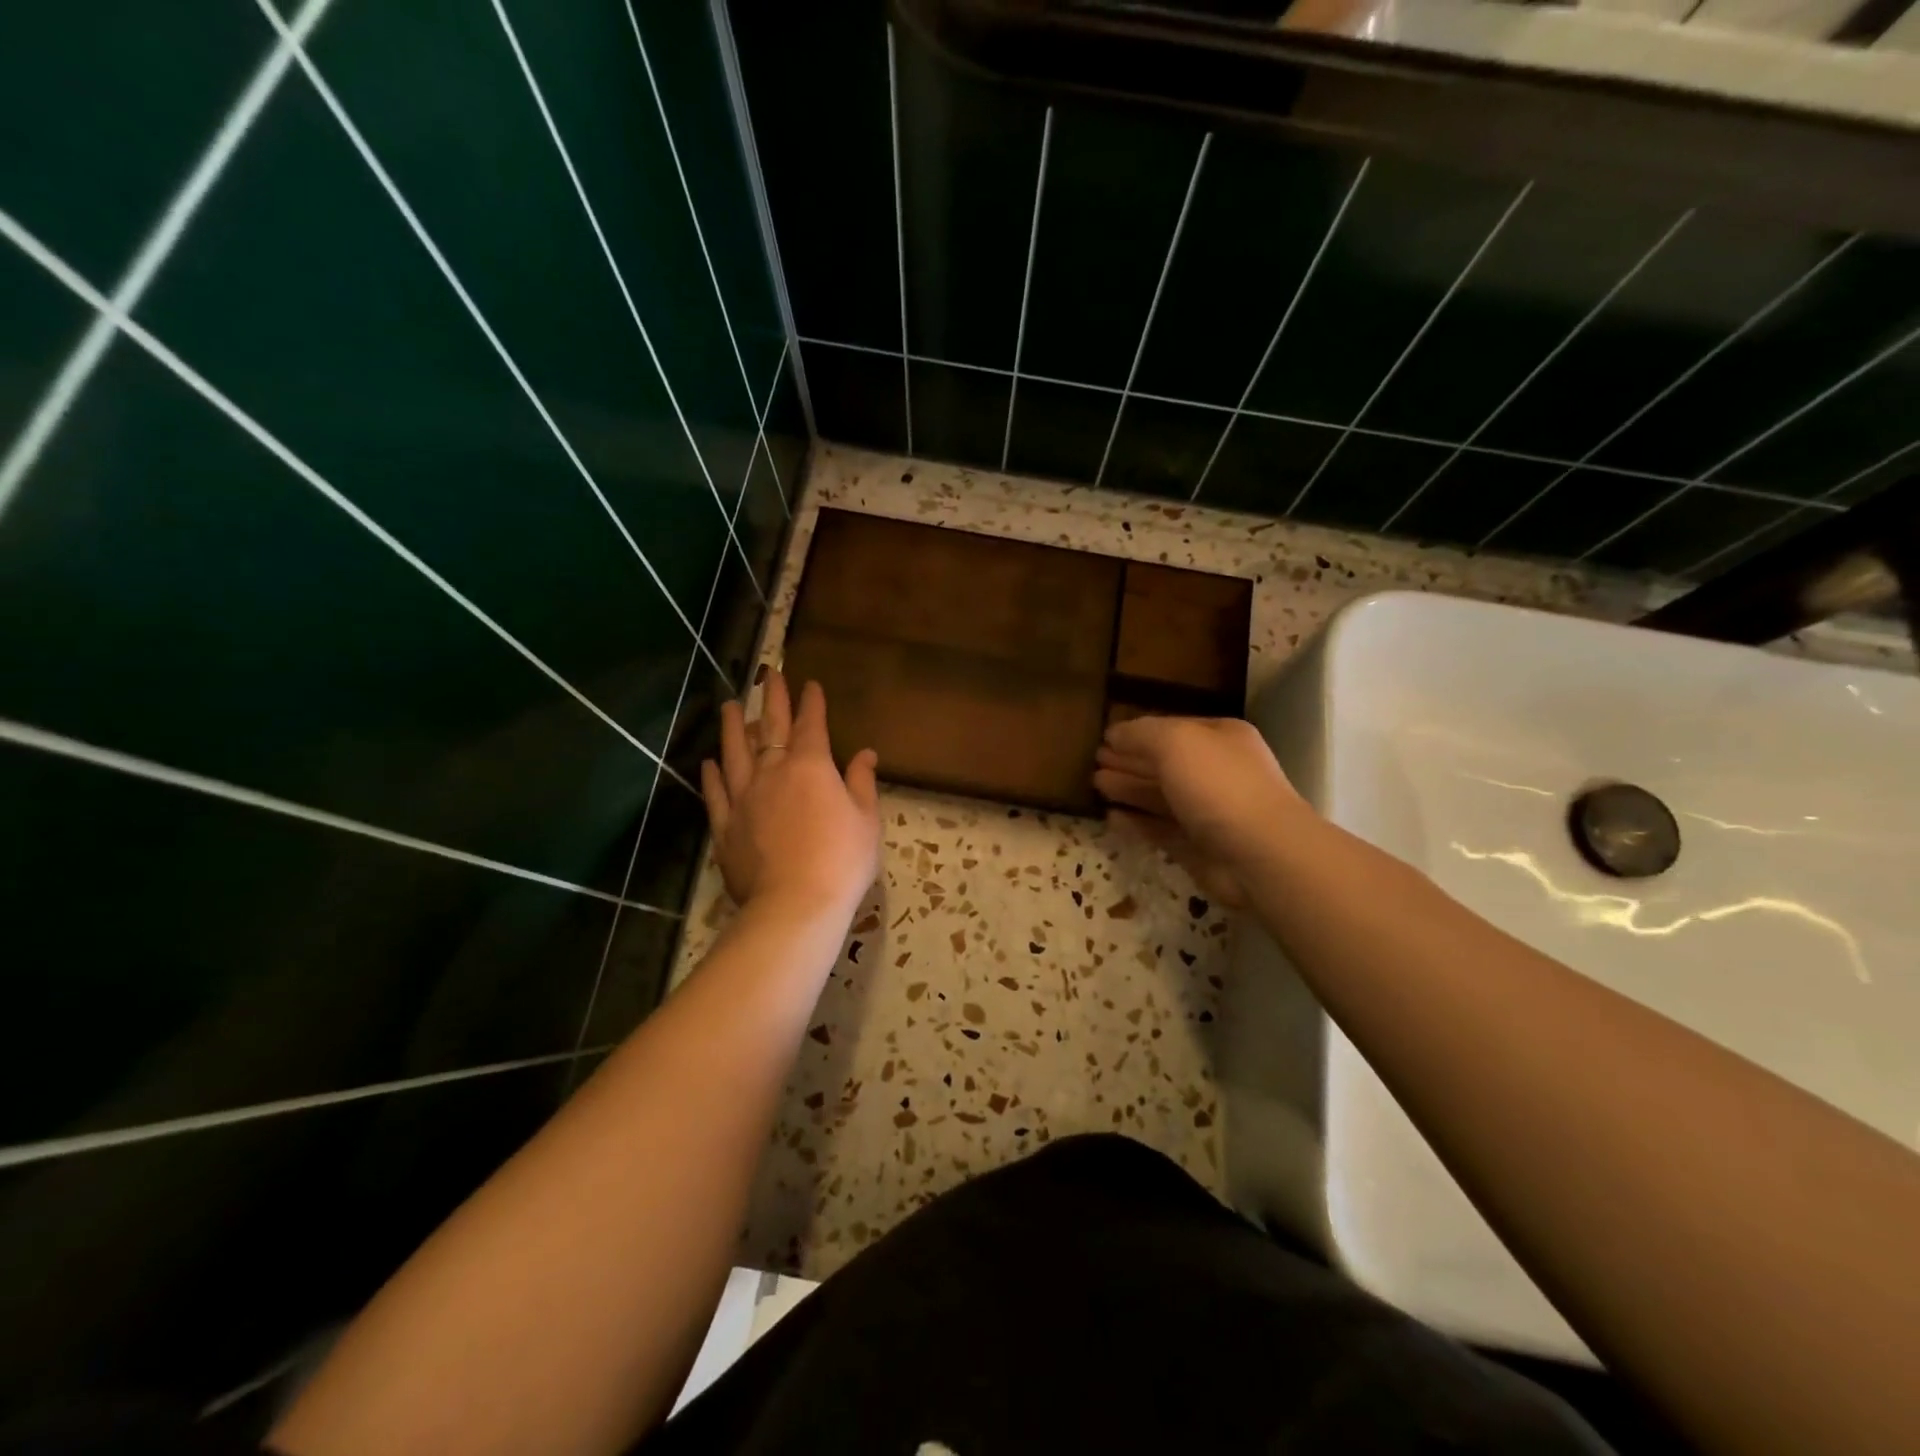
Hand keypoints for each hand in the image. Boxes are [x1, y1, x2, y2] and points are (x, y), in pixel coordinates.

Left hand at [700, 671, 880, 919]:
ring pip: (735, 753)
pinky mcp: (726, 825)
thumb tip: (866, 753)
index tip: (810, 683)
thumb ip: (862, 782)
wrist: (796, 903)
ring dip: (734, 727)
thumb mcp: (866, 819)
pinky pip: (716, 793)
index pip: (811, 724)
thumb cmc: (842, 859)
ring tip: (731, 705)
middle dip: (773, 698)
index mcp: (811, 766)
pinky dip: (712, 775)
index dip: (811, 702)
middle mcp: (773, 772)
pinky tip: (709, 762)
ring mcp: (744, 797)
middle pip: (771, 727)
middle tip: (769, 674)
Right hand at [1092, 716, 1308, 908]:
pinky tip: (1112, 817)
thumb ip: (1141, 733)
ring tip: (1096, 785)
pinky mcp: (1198, 847)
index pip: (1172, 729)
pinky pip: (1160, 829)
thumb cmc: (1219, 785)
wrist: (1260, 853)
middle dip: (1130, 761)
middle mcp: (1216, 772)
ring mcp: (1208, 812)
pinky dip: (1137, 822)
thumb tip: (1114, 734)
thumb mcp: (1176, 742)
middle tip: (1094, 762)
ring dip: (1129, 789)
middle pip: (1165, 763)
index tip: (1104, 739)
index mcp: (1220, 738)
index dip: (1137, 733)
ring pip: (1160, 796)